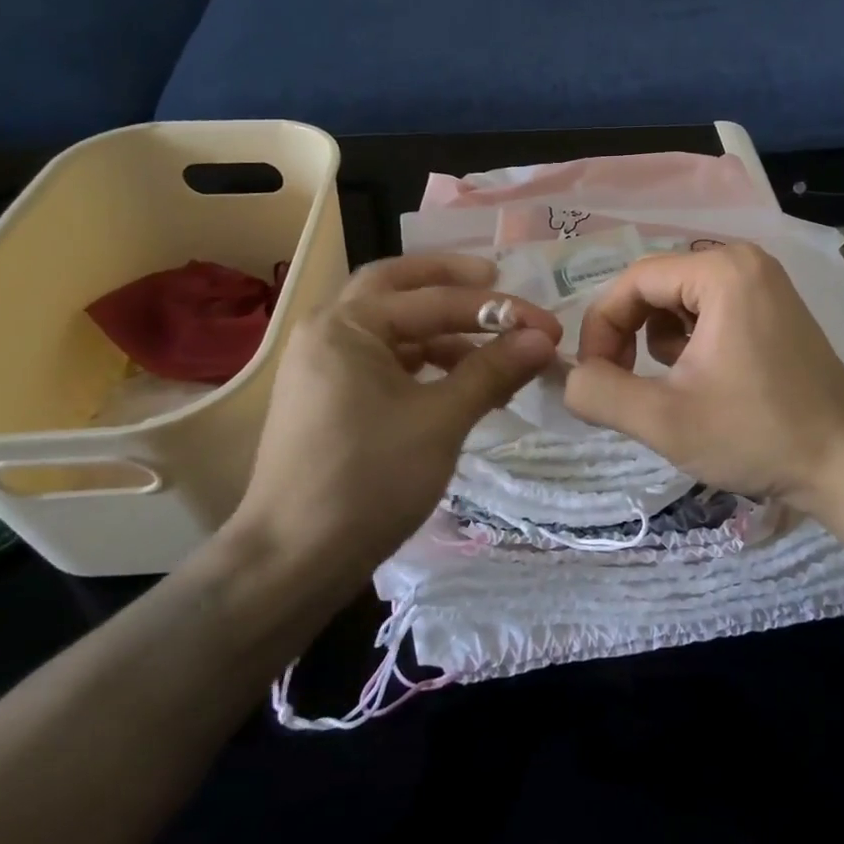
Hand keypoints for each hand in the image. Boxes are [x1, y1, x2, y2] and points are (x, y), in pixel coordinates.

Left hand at [226, 254, 558, 578]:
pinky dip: (423, 360)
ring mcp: (323, 365)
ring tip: (491, 347)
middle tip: (496, 283)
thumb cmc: (369, 480)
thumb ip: (492, 370)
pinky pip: (383, 359)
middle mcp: (327, 330)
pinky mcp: (329, 397)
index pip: (435, 301)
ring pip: (391, 326)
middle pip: (397, 286)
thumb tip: (543, 338)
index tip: (549, 326)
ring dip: (441, 328)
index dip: (499, 311)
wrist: (293, 561)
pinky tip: (458, 381)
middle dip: (450, 283)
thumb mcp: (441, 421)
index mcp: (347, 325)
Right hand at [563, 244, 843, 516]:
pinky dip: (691, 344)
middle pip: (655, 287)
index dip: (601, 327)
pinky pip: (709, 313)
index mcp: (722, 271)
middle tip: (625, 386)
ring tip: (675, 388)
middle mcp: (745, 262)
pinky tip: (706, 383)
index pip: (632, 281)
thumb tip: (568, 377)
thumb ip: (599, 393)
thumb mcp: (664, 419)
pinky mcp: (775, 310)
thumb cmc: (757, 434)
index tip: (595, 377)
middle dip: (629, 336)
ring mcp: (765, 284)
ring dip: (659, 343)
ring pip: (679, 302)